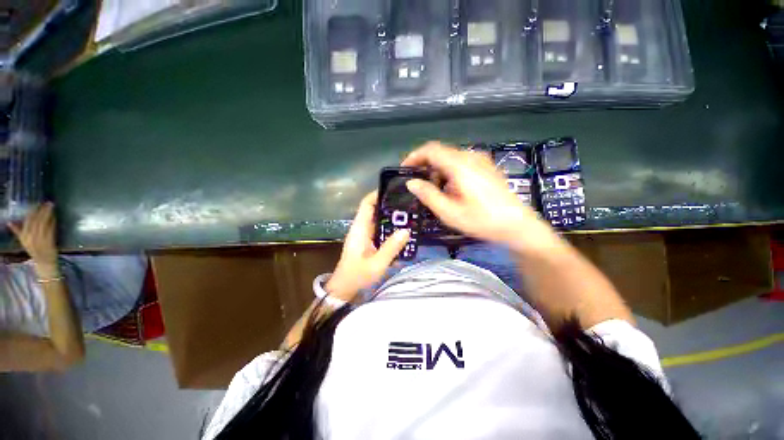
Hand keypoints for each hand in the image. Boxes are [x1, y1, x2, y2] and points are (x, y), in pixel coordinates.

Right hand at [8, 203, 59, 277]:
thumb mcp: (24, 241)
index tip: (37, 203)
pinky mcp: (49, 242)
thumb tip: (9, 222)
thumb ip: (17, 231)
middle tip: (47, 202)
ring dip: (48, 213)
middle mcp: (31, 238)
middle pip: (36, 221)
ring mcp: (40, 240)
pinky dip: (52, 221)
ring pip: (43, 223)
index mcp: (24, 237)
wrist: (44, 262)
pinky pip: (50, 229)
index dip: (32, 211)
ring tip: (51, 205)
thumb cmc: (34, 250)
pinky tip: (54, 215)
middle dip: (42, 210)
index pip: (27, 221)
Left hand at [326, 191, 409, 301]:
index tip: (394, 190)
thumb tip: (406, 230)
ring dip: (392, 218)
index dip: (377, 194)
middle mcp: (361, 228)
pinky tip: (403, 233)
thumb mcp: (377, 264)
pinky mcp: (368, 242)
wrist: (344, 289)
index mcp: (359, 229)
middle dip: (390, 206)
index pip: (366, 204)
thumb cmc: (357, 276)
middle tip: (409, 205)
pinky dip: (390, 229)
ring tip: (410, 217)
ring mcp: (364, 235)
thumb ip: (391, 248)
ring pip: (379, 221)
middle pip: (375, 210)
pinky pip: (380, 231)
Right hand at [402, 142, 556, 252]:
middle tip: (417, 184)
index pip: (431, 150)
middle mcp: (470, 157)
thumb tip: (411, 182)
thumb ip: (428, 195)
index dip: (414, 157)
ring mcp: (480, 161)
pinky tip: (451, 189)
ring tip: (434, 191)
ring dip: (437, 171)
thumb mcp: (450, 212)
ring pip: (450, 158)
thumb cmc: (482, 220)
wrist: (517, 225)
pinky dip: (449, 172)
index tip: (404, 170)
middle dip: (425, 165)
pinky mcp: (486, 167)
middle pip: (440, 152)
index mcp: (460, 165)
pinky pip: (461, 163)